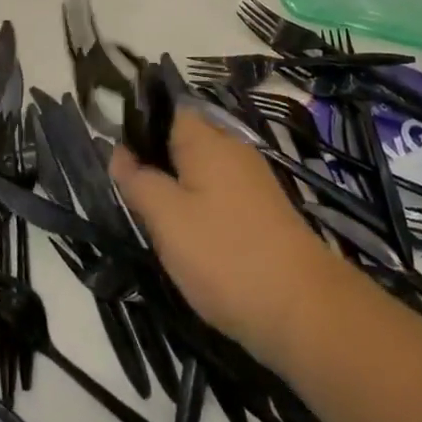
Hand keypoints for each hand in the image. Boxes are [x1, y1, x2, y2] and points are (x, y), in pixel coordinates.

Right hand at [111, 106, 345, 370]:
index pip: (169, 111)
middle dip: (157, 164)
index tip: (117, 160)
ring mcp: (254, 182)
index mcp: (208, 141)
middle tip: (131, 199)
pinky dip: (202, 211)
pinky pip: (222, 197)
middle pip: (185, 142)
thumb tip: (118, 151)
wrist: (304, 310)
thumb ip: (138, 181)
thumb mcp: (167, 219)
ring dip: (178, 192)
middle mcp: (234, 150)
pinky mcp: (266, 212)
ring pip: (203, 173)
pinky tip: (192, 242)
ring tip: (156, 225)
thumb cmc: (224, 256)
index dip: (140, 128)